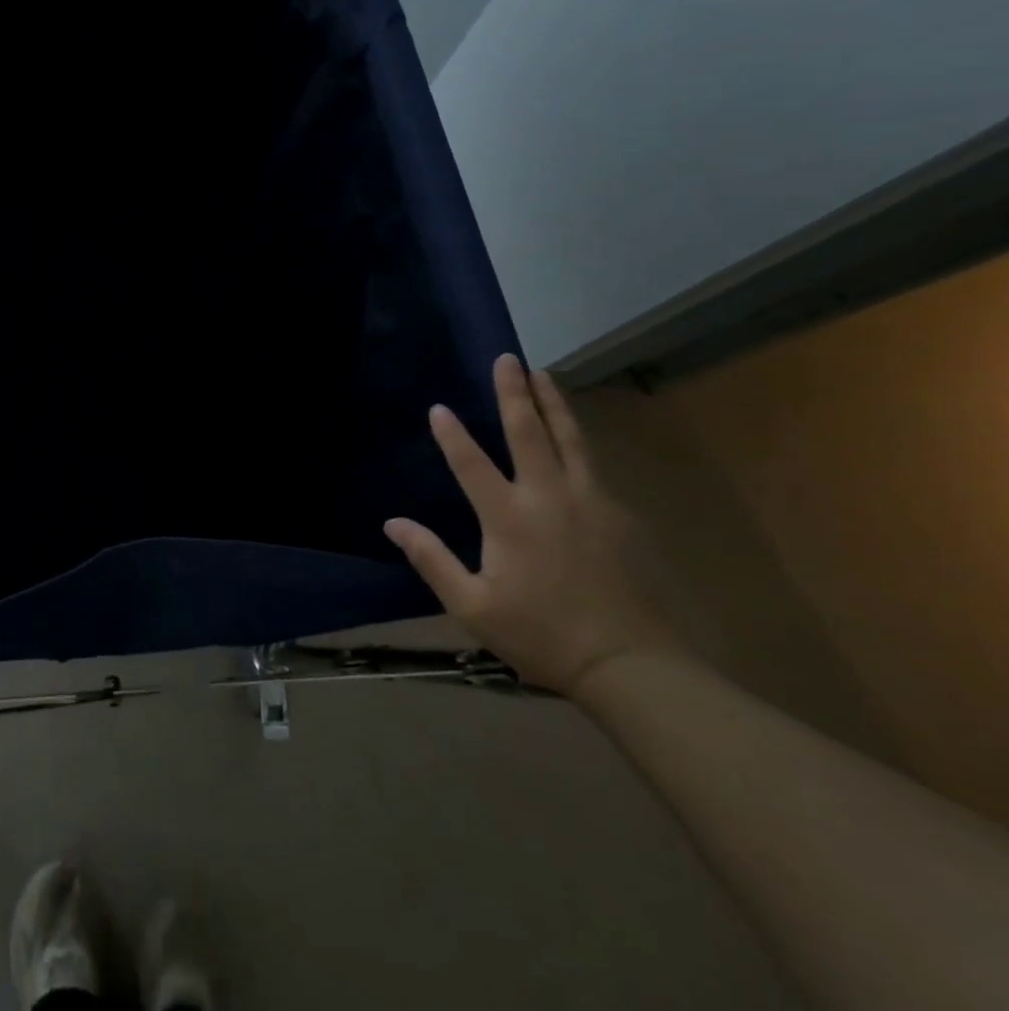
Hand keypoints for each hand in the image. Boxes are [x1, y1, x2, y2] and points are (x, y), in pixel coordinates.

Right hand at [383, 355, 676, 694]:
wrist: (633, 666)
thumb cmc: (541, 635)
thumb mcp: (472, 606)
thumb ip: (431, 559)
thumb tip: (392, 523)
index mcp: (509, 518)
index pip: (472, 463)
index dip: (452, 434)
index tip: (438, 407)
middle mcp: (550, 498)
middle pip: (529, 433)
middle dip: (514, 393)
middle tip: (507, 359)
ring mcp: (591, 503)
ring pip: (571, 440)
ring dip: (553, 404)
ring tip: (544, 374)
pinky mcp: (620, 517)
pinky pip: (592, 466)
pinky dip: (577, 440)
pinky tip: (572, 436)